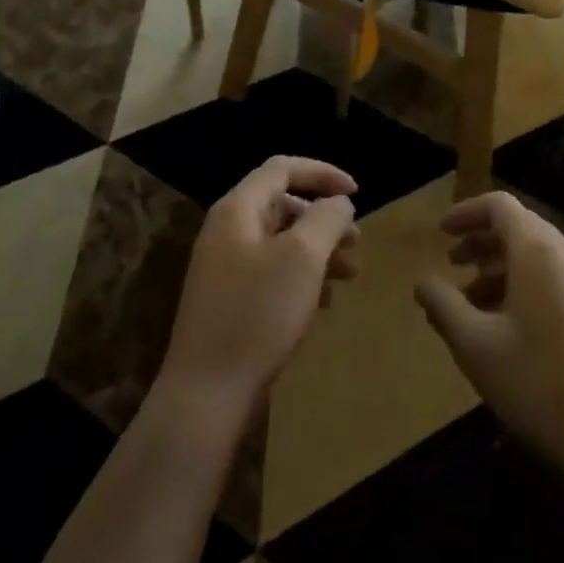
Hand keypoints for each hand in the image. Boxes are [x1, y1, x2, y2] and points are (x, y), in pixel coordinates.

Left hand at [158, 157, 360, 414]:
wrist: (206, 394)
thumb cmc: (257, 314)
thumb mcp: (303, 258)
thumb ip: (326, 219)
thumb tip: (338, 202)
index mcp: (238, 209)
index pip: (283, 168)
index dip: (322, 173)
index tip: (358, 193)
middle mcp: (227, 230)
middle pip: (283, 205)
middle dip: (324, 219)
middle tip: (357, 243)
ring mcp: (224, 266)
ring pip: (281, 242)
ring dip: (318, 251)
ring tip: (349, 276)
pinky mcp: (229, 300)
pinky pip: (271, 272)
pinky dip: (301, 277)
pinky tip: (323, 303)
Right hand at [415, 191, 563, 480]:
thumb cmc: (543, 385)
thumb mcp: (477, 347)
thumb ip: (444, 307)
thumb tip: (423, 283)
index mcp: (538, 250)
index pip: (500, 206)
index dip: (466, 212)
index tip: (440, 232)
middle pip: (520, 228)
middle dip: (482, 241)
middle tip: (452, 264)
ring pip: (538, 258)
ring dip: (501, 269)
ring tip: (473, 304)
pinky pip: (557, 281)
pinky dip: (526, 288)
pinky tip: (510, 330)